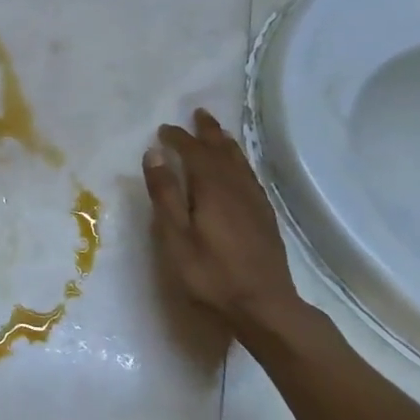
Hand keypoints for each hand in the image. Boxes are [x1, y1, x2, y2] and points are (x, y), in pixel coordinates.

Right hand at [142, 109, 304, 338]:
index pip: (195, 153)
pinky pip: (250, 177)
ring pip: (240, 163)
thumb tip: (154, 154)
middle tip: (198, 114)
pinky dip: (240, 163)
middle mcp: (237, 188)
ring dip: (226, 144)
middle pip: (222, 151)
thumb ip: (165, 194)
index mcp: (213, 189)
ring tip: (218, 133)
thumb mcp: (176, 237)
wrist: (264, 306)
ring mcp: (255, 203)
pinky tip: (239, 170)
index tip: (164, 129)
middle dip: (208, 132)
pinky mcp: (265, 218)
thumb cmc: (211, 274)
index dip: (179, 139)